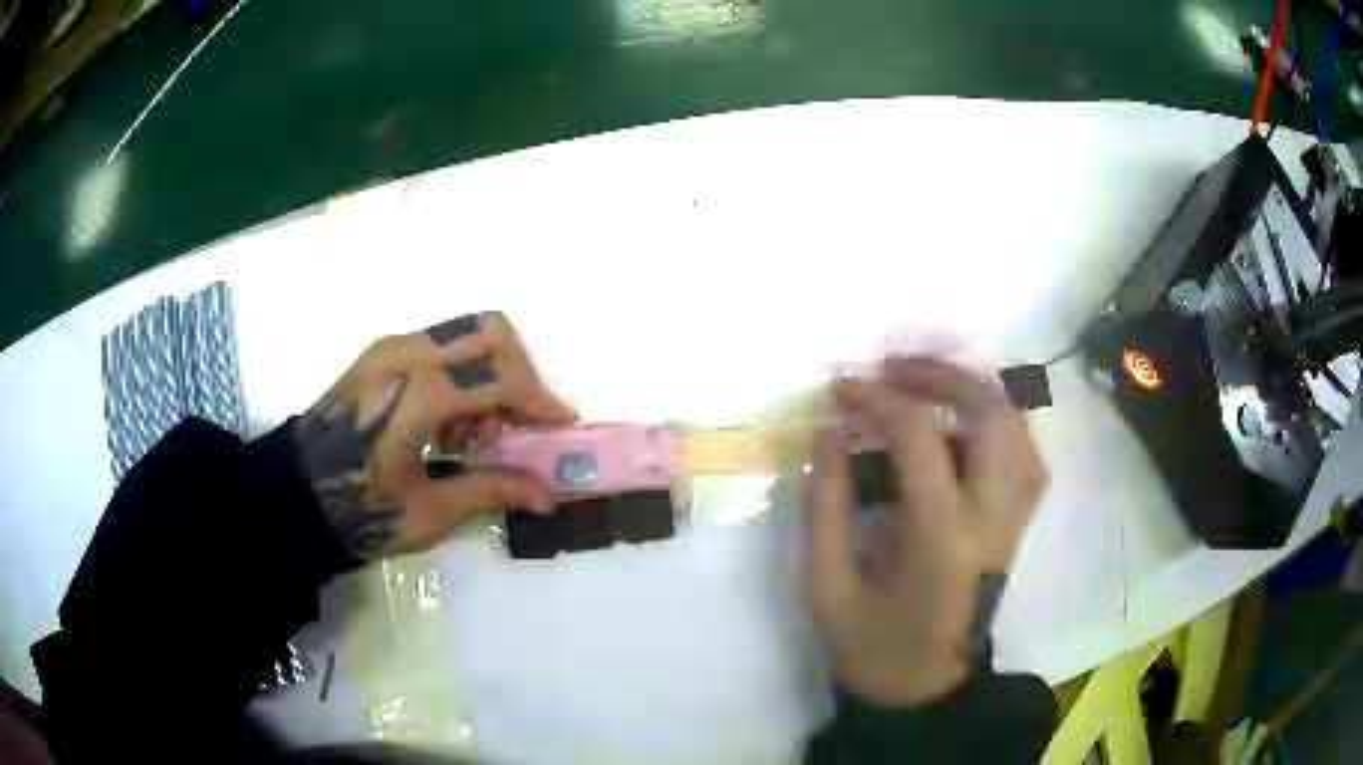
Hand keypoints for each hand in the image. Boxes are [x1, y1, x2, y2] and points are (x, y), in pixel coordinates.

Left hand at [292, 312, 576, 558]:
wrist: (293, 495)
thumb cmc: (358, 511)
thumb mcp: (429, 513)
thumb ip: (492, 491)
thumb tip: (549, 495)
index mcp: (417, 394)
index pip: (502, 377)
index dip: (542, 400)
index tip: (561, 427)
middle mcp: (406, 353)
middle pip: (491, 332)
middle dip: (521, 372)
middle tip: (522, 422)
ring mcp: (390, 347)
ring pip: (466, 332)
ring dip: (491, 373)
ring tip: (479, 434)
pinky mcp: (380, 354)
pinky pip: (440, 344)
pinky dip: (463, 373)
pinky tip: (449, 424)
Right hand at [803, 357, 1046, 706]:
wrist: (925, 689)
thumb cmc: (871, 646)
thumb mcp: (826, 584)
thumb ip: (824, 504)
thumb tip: (830, 432)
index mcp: (943, 536)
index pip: (920, 436)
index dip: (877, 399)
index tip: (841, 390)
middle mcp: (993, 517)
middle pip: (990, 413)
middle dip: (940, 376)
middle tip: (893, 368)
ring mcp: (1014, 519)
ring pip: (1017, 426)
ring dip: (973, 392)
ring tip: (927, 384)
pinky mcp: (1018, 524)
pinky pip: (1025, 454)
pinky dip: (999, 423)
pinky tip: (966, 423)